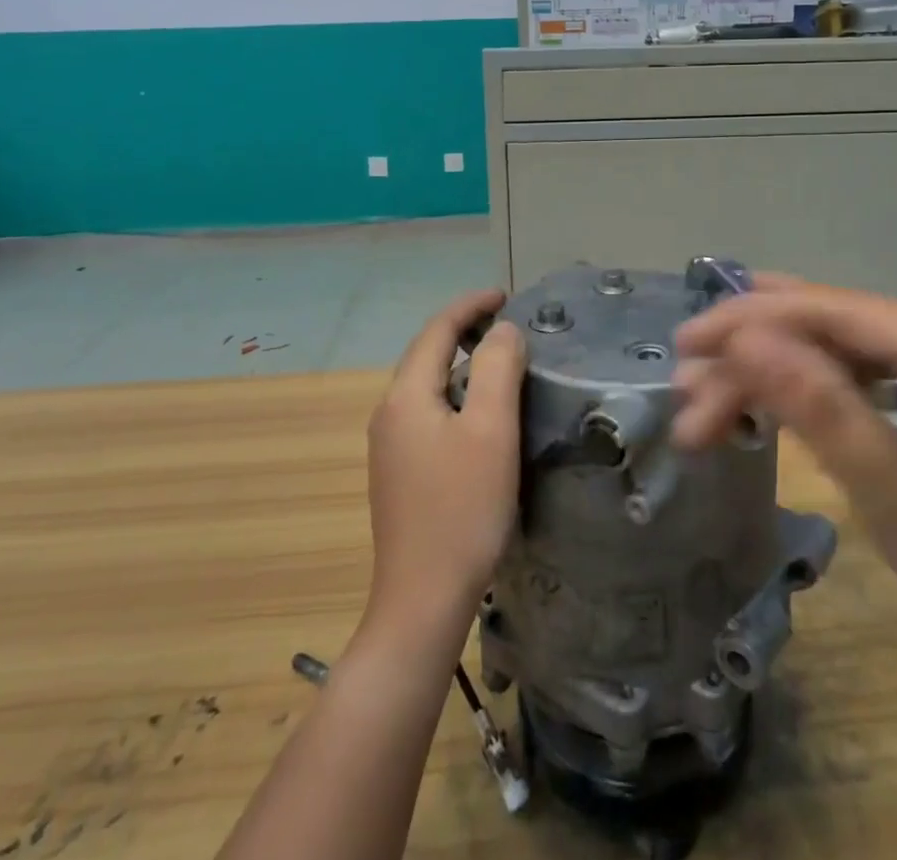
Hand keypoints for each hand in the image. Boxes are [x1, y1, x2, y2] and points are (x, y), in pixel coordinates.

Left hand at [365, 290, 526, 631]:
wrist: (422, 601)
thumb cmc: (462, 510)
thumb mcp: (491, 431)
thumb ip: (498, 368)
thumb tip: (502, 330)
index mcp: (406, 396)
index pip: (437, 330)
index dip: (470, 305)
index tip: (506, 294)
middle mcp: (389, 413)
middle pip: (427, 353)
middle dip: (464, 329)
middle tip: (507, 322)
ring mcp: (389, 445)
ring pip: (427, 384)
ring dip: (461, 362)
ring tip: (500, 359)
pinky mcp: (399, 472)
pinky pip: (427, 412)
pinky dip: (455, 393)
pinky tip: (479, 413)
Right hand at [672, 277, 896, 663]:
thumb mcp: (895, 488)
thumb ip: (818, 405)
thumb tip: (744, 337)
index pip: (830, 307)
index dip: (750, 318)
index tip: (685, 344)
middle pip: (822, 326)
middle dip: (748, 356)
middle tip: (684, 393)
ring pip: (825, 351)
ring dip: (762, 378)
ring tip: (702, 414)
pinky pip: (844, 378)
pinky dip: (794, 396)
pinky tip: (751, 410)